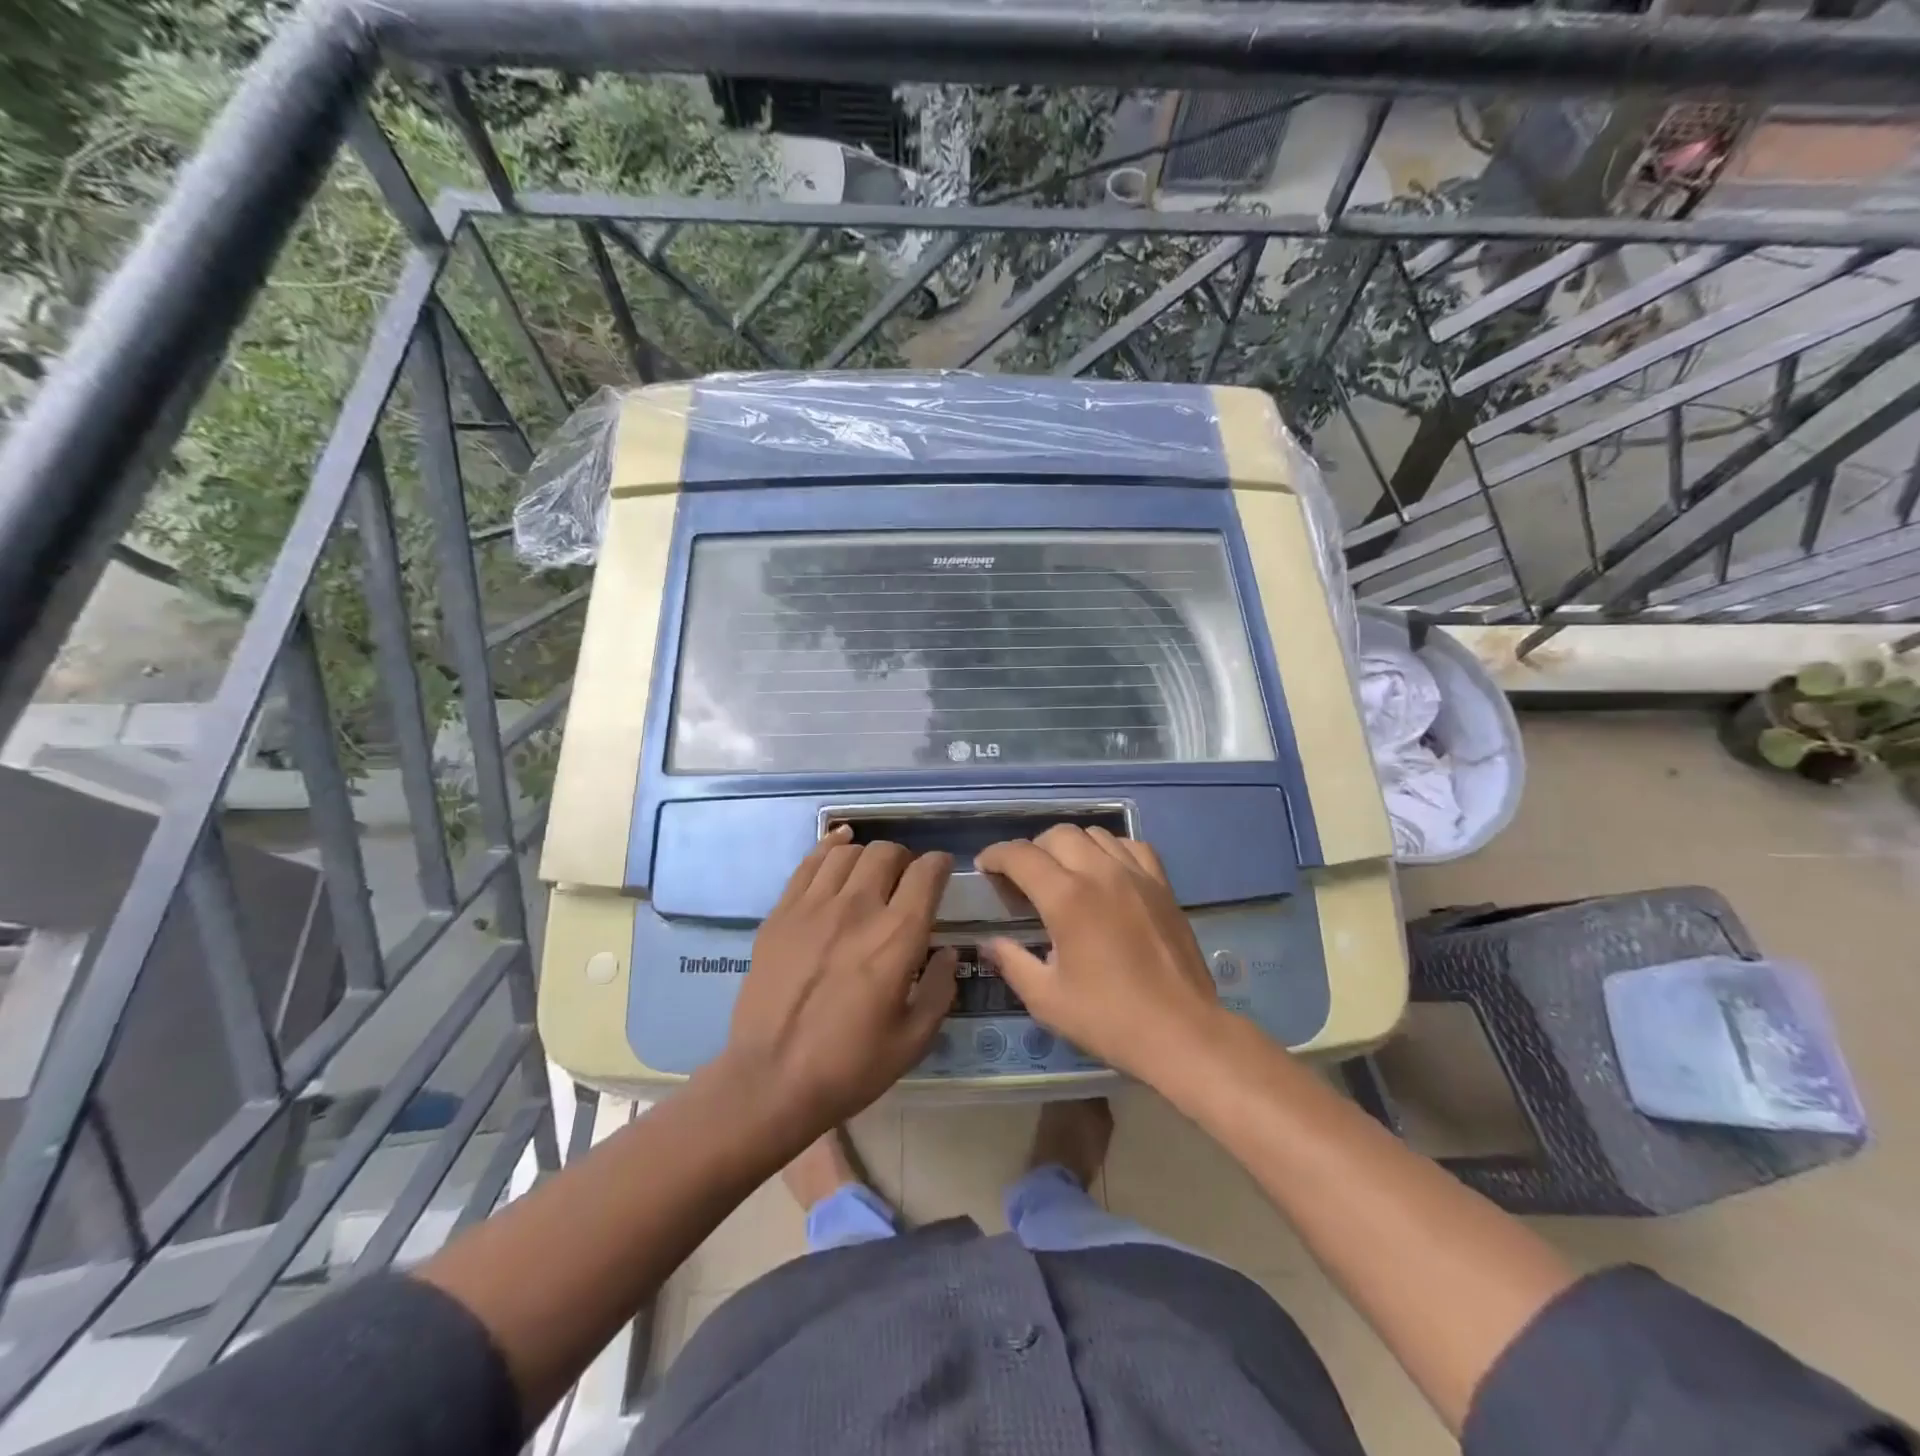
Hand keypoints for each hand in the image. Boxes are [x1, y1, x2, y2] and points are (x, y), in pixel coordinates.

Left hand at [725, 826, 956, 1129]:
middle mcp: (858, 907)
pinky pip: (809, 862)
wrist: (771, 1081)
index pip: (927, 872)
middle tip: (904, 881)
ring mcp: (814, 906)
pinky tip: (838, 848)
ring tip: (869, 875)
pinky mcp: (781, 913)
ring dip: (867, 857)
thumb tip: (948, 952)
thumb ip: (939, 988)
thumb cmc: (850, 1066)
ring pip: (848, 852)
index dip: (940, 865)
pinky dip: (829, 847)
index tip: (942, 873)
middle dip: (904, 859)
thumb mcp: (914, 1039)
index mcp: (898, 936)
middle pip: (887, 852)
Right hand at [975, 825, 1226, 1083]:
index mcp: (1066, 898)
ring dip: (1070, 845)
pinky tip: (1106, 872)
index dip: (996, 855)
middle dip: (1032, 849)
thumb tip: (989, 942)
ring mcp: (1136, 875)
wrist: (1182, 1032)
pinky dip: (1110, 849)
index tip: (985, 867)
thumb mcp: (1046, 999)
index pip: (1021, 855)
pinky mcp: (1162, 885)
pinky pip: (1131, 846)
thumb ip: (1012, 962)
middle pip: (1057, 835)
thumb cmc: (1108, 1019)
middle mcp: (1100, 873)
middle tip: (1023, 878)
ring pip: (1095, 834)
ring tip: (1063, 872)